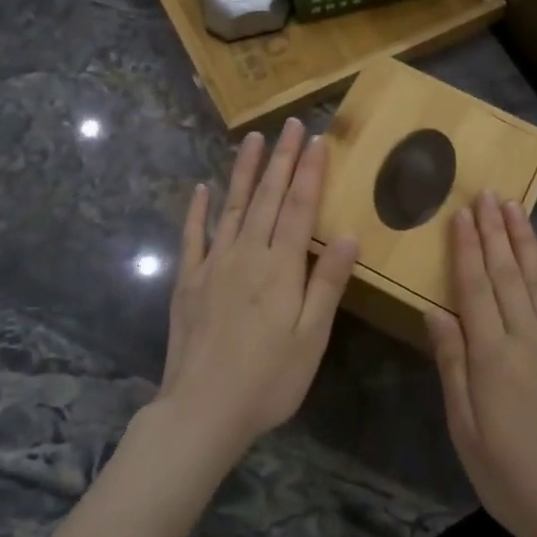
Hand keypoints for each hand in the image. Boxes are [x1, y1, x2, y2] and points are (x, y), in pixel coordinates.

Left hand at [158, 118, 358, 463]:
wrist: (201, 411)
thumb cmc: (268, 380)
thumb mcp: (311, 337)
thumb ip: (327, 283)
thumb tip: (348, 234)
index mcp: (280, 268)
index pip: (299, 208)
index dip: (310, 172)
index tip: (318, 139)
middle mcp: (246, 254)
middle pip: (267, 197)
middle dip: (282, 159)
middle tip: (290, 125)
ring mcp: (213, 265)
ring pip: (231, 207)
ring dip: (244, 171)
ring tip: (253, 139)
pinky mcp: (188, 281)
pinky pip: (192, 237)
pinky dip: (197, 210)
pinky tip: (201, 188)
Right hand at [426, 192, 536, 536]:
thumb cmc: (507, 473)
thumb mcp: (464, 427)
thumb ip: (452, 364)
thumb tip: (435, 311)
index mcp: (491, 355)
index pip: (474, 287)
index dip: (466, 247)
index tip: (461, 213)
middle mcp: (525, 338)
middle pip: (507, 273)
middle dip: (495, 230)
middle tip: (487, 193)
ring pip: (536, 280)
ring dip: (523, 241)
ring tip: (515, 207)